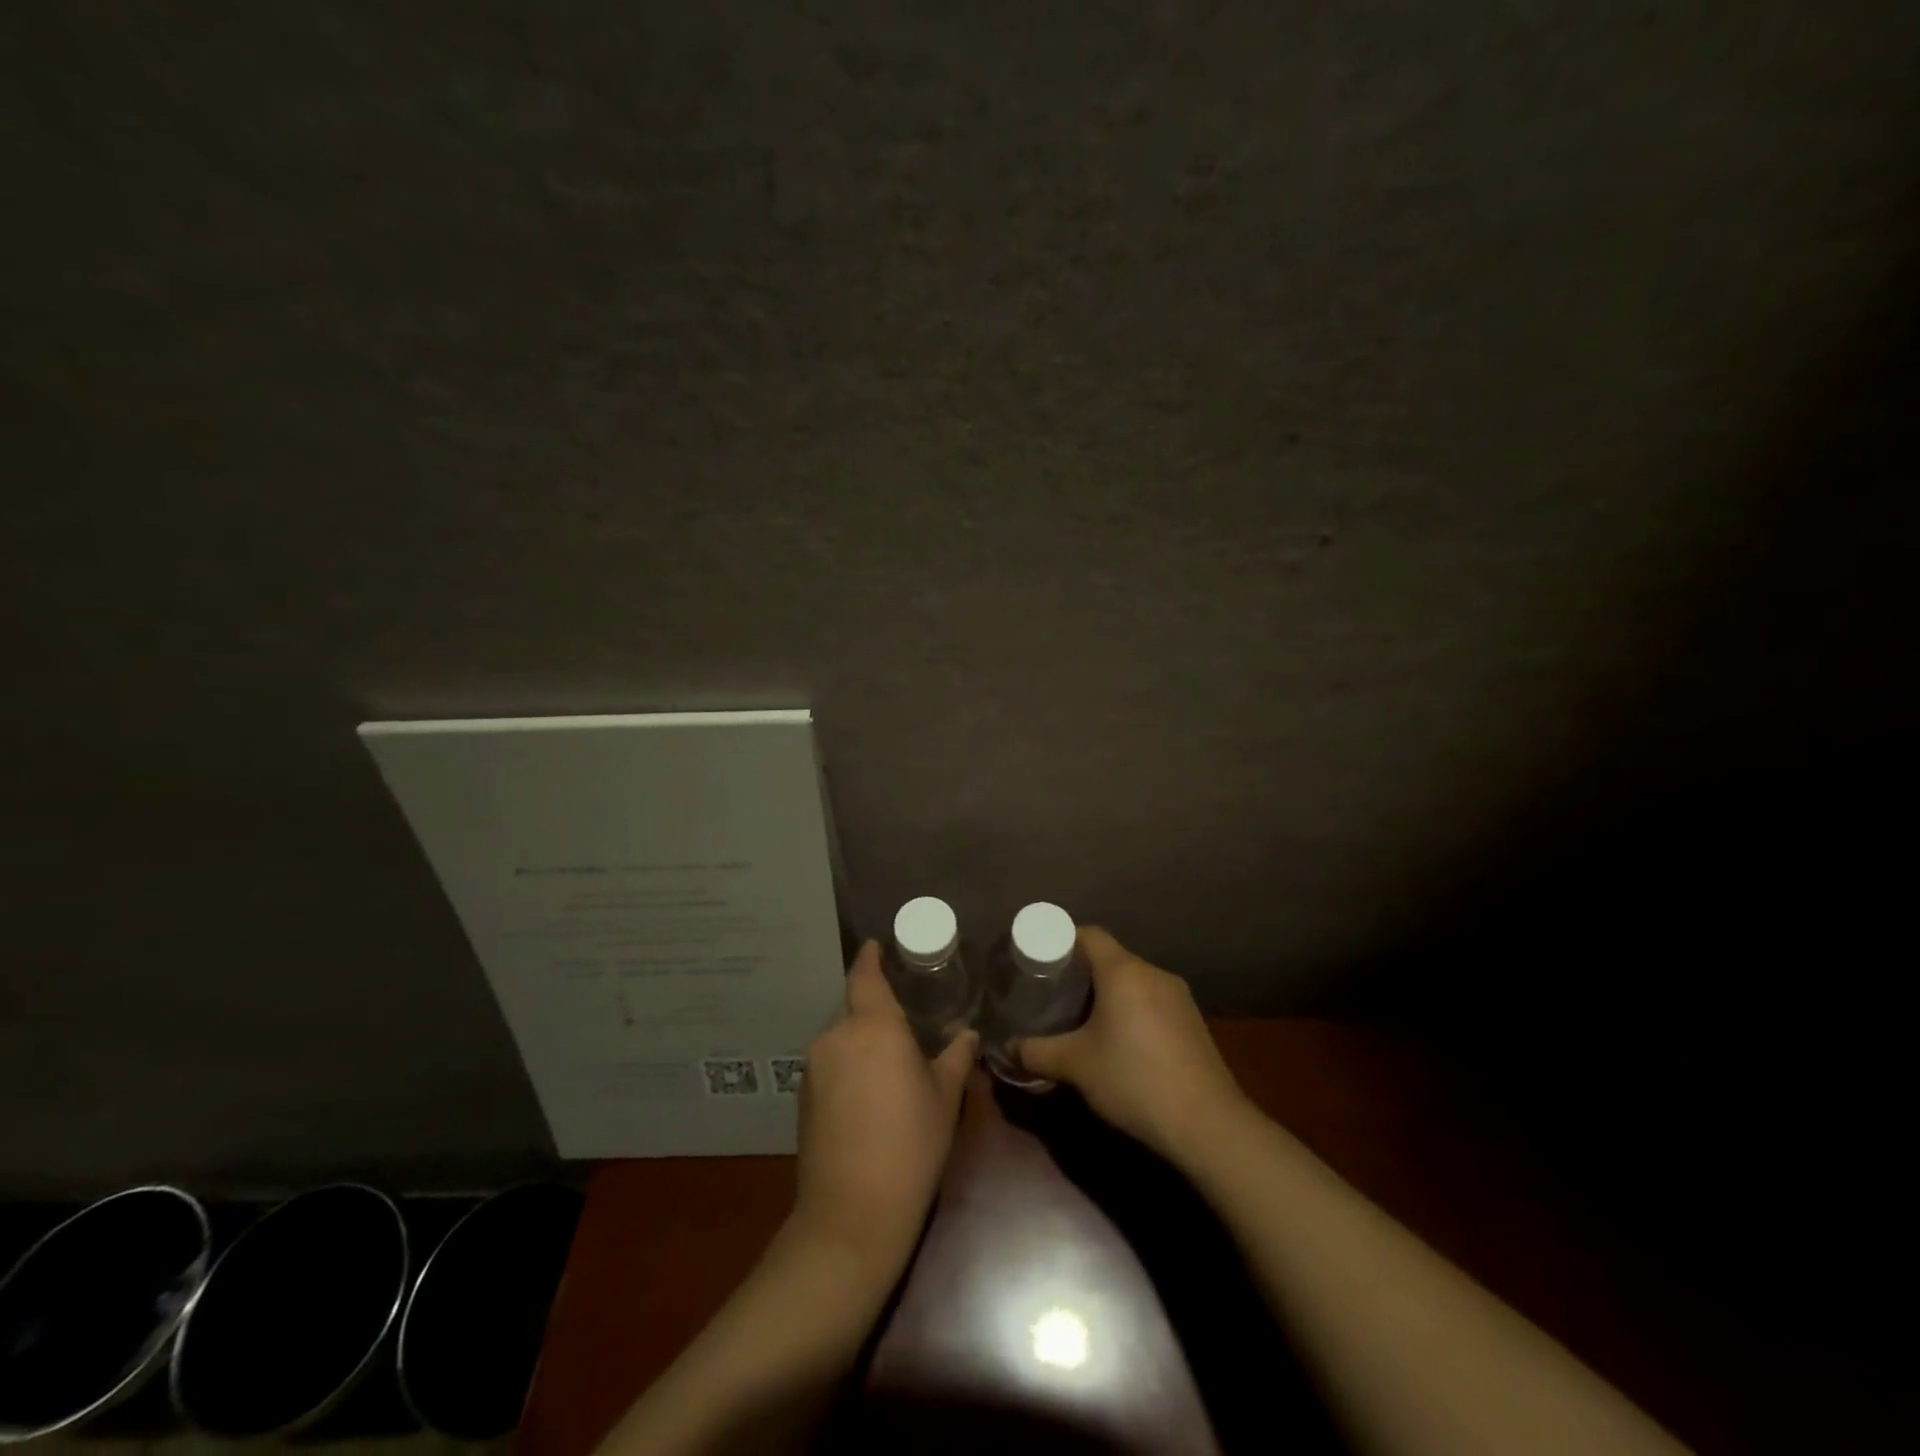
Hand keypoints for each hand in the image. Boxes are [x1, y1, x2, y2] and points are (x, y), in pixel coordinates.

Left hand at [789, 940, 977, 1270]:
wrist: (852, 1213)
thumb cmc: (910, 1144)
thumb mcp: (944, 1098)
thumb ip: (955, 1057)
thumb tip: (967, 1034)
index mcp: (873, 1025)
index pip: (865, 975)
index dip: (870, 957)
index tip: (876, 945)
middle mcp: (837, 1035)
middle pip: (855, 1008)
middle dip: (875, 1011)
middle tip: (905, 1024)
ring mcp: (814, 1066)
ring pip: (842, 1038)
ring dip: (862, 1043)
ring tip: (890, 1065)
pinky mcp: (802, 1096)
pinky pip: (830, 1064)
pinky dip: (848, 1066)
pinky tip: (868, 1096)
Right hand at [1016, 927, 1248, 1164]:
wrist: (1208, 1125)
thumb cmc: (1134, 1080)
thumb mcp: (1075, 1066)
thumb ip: (1036, 1052)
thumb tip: (1008, 1048)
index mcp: (1124, 971)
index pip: (1089, 934)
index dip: (1061, 940)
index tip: (1039, 959)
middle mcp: (1153, 973)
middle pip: (1111, 957)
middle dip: (1081, 972)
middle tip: (1053, 993)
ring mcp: (1179, 998)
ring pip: (1133, 981)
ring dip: (1108, 993)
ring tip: (1083, 1019)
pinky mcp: (1193, 1023)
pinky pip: (1152, 1001)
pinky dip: (1131, 1010)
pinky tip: (1121, 1042)